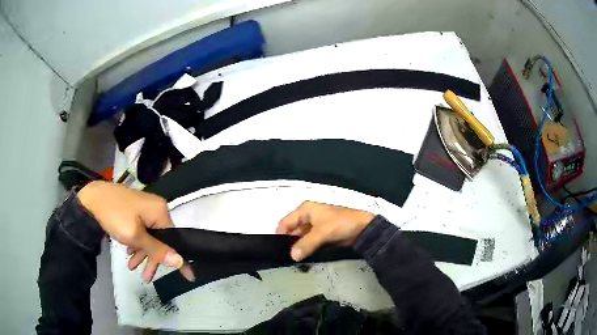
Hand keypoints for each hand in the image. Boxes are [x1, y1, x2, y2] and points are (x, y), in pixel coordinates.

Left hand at [77, 181, 193, 281]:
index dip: (180, 259)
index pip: (175, 239)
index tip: (188, 277)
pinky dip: (136, 243)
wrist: (91, 199)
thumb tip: (180, 261)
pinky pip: (141, 231)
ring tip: (132, 267)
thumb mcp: (135, 236)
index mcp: (160, 211)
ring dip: (142, 253)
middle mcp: (156, 209)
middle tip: (146, 278)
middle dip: (153, 259)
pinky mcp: (135, 210)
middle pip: (161, 240)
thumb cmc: (115, 216)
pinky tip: (129, 252)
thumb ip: (157, 250)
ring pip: (150, 237)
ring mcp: (145, 209)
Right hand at [276, 201, 374, 261]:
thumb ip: (305, 244)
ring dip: (298, 247)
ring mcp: (315, 225)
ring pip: (301, 237)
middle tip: (284, 257)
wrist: (363, 228)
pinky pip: (309, 241)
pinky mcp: (322, 234)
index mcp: (305, 209)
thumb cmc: (340, 224)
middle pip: (292, 230)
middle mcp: (308, 216)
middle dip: (289, 242)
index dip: (280, 235)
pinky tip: (303, 257)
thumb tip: (292, 256)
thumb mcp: (322, 233)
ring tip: (293, 259)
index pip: (285, 222)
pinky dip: (306, 248)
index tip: (277, 249)